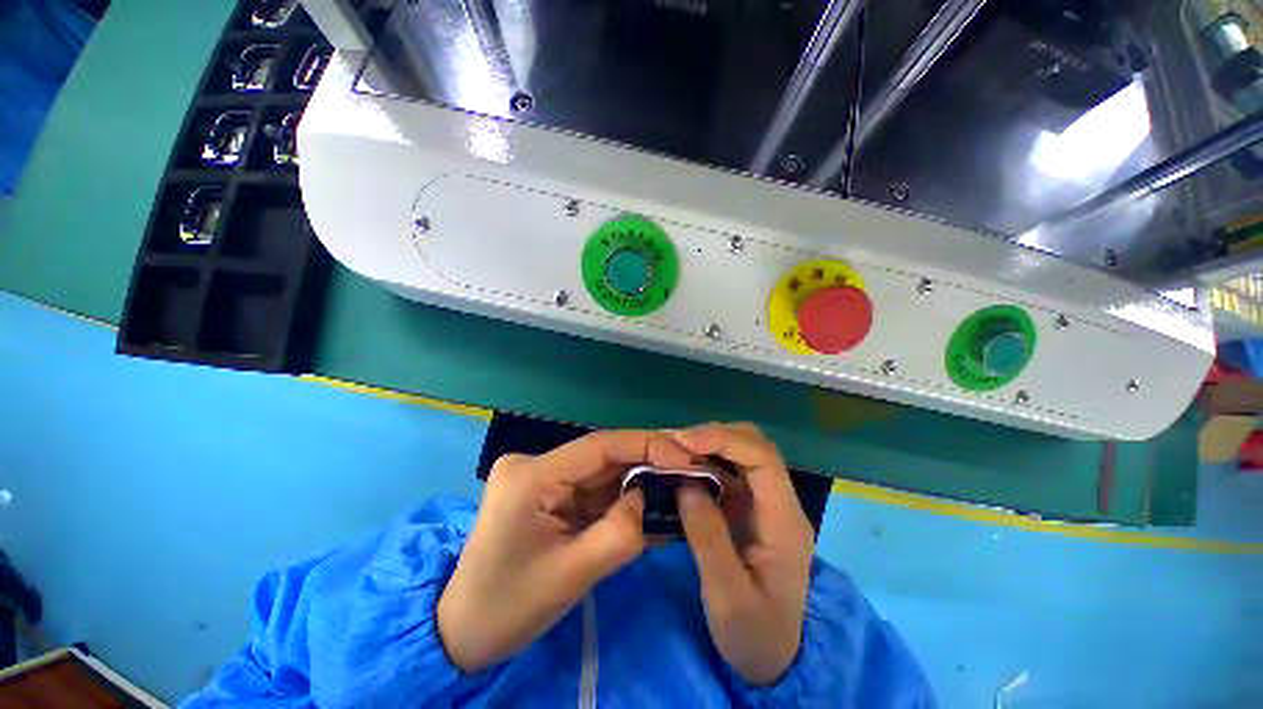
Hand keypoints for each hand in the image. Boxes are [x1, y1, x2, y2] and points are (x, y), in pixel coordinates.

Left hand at [437, 430, 692, 672]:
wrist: (462, 631)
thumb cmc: (508, 608)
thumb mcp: (573, 575)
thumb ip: (620, 531)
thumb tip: (644, 496)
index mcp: (532, 476)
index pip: (599, 445)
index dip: (646, 444)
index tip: (684, 455)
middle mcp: (534, 464)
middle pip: (601, 456)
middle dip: (646, 462)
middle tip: (688, 467)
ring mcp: (539, 476)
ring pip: (599, 471)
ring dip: (636, 479)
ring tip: (676, 484)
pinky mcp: (545, 491)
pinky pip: (590, 488)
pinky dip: (619, 496)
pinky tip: (648, 501)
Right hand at [672, 423, 814, 685]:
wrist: (773, 658)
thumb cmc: (754, 633)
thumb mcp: (727, 596)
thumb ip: (707, 536)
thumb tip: (685, 482)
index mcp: (784, 520)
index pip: (762, 457)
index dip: (723, 440)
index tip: (683, 442)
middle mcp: (779, 501)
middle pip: (754, 445)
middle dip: (714, 435)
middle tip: (674, 442)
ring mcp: (764, 502)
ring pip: (742, 452)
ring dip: (708, 444)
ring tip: (673, 449)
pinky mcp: (748, 506)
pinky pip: (728, 470)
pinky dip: (705, 460)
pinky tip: (683, 466)